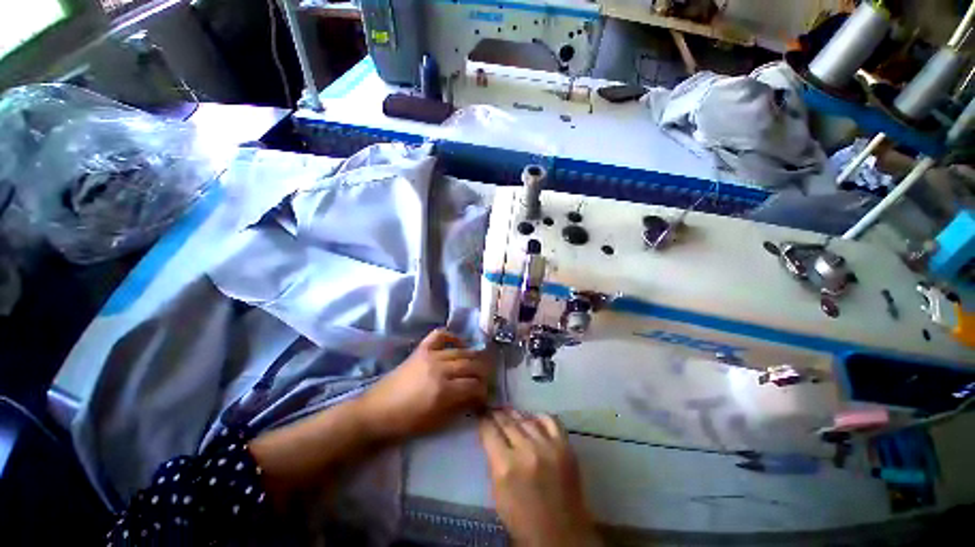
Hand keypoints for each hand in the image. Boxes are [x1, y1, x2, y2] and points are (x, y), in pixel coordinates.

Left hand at [357, 329, 491, 441]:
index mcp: (443, 391)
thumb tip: (476, 397)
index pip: (474, 385)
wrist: (377, 410)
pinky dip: (452, 336)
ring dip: (473, 356)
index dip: (483, 390)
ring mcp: (430, 355)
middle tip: (486, 377)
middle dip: (483, 372)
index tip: (485, 394)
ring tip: (478, 362)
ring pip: (460, 351)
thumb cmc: (407, 422)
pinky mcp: (421, 349)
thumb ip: (460, 407)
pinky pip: (440, 335)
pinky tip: (459, 343)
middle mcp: (440, 369)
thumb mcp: (437, 422)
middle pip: (471, 365)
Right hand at [479, 410, 599, 546]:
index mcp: (506, 466)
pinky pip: (550, 420)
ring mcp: (548, 446)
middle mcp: (526, 450)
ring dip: (515, 415)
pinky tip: (533, 419)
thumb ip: (494, 462)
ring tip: (509, 413)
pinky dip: (539, 417)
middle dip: (497, 414)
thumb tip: (492, 438)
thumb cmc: (523, 520)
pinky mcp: (565, 446)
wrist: (562, 535)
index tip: (481, 415)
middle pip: (507, 421)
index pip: (490, 431)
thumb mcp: (498, 494)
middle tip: (493, 410)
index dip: (483, 420)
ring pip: (526, 419)